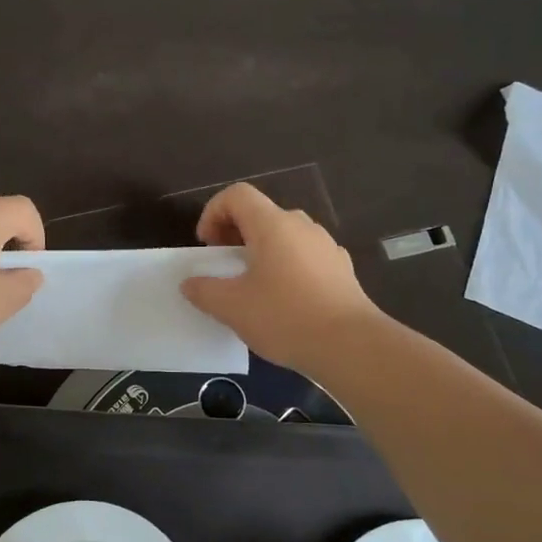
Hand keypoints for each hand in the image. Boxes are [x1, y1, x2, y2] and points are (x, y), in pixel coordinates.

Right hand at [180, 183, 381, 374]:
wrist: (350, 346)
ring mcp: (326, 246)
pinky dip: (287, 266)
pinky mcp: (341, 269)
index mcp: (272, 225)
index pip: (237, 195)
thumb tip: (190, 283)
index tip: (207, 246)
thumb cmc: (285, 317)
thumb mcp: (232, 307)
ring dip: (262, 251)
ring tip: (253, 285)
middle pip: (261, 214)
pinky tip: (285, 300)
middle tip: (224, 265)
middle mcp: (301, 226)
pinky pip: (305, 256)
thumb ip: (204, 290)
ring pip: (285, 236)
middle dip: (236, 233)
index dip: (213, 212)